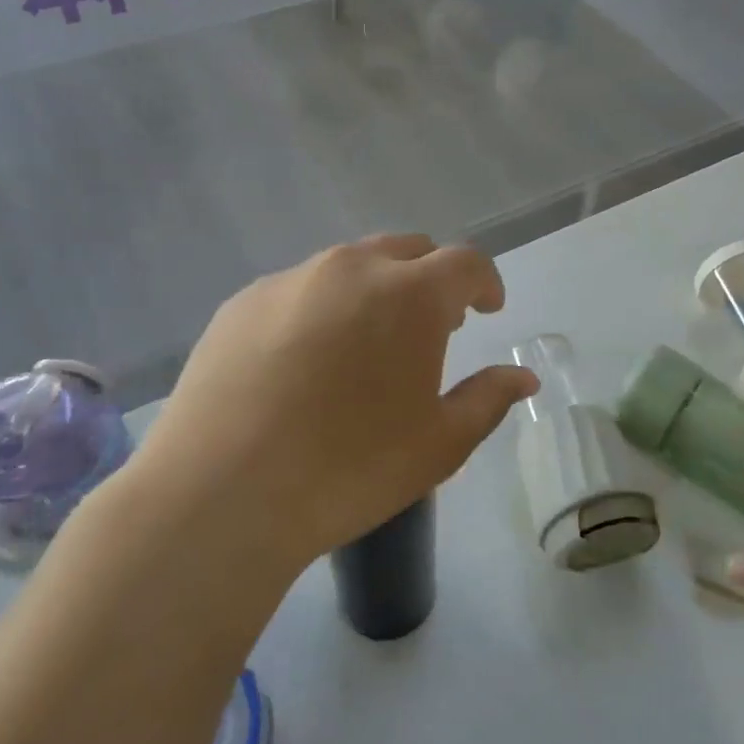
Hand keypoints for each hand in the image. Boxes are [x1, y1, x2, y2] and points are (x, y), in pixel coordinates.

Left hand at [130, 234, 538, 570]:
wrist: (221, 493)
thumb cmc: (349, 469)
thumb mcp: (440, 445)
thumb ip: (488, 400)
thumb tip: (523, 378)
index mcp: (409, 295)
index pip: (465, 263)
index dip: (485, 282)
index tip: (488, 308)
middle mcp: (351, 268)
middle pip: (408, 250)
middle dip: (431, 279)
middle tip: (434, 325)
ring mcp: (290, 280)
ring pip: (350, 265)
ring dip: (376, 290)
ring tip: (368, 343)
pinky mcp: (241, 302)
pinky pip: (299, 289)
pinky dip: (322, 307)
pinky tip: (306, 361)